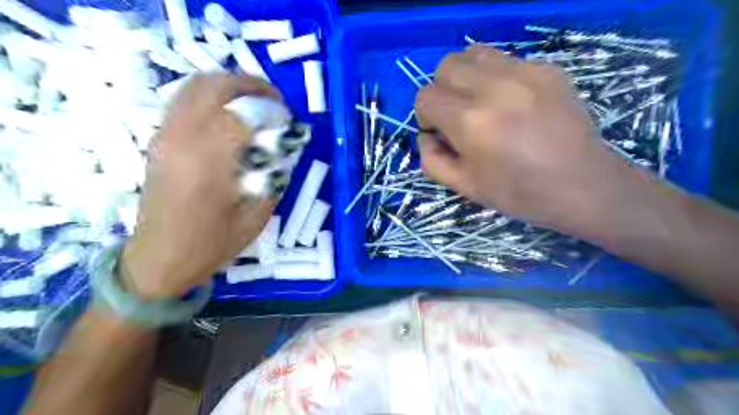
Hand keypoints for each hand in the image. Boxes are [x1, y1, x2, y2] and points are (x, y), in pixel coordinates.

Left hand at [122, 73, 283, 297]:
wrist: (158, 260)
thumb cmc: (210, 245)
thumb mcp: (254, 218)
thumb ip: (271, 178)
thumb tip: (282, 151)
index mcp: (208, 162)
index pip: (243, 114)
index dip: (271, 111)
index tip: (289, 119)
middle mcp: (182, 140)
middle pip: (214, 86)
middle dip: (249, 84)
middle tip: (273, 100)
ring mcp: (165, 137)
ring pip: (194, 87)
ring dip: (228, 86)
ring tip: (253, 102)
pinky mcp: (158, 141)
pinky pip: (183, 102)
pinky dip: (210, 97)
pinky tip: (228, 116)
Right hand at [415, 46, 621, 231]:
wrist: (582, 185)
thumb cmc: (518, 193)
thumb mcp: (464, 187)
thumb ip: (432, 160)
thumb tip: (426, 136)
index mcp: (469, 121)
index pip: (426, 96)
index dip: (426, 116)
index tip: (441, 133)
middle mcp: (493, 87)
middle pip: (446, 66)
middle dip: (443, 90)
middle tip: (458, 115)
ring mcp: (524, 72)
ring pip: (474, 53)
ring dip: (467, 76)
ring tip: (481, 102)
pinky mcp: (547, 68)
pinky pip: (506, 60)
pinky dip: (497, 77)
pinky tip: (512, 102)